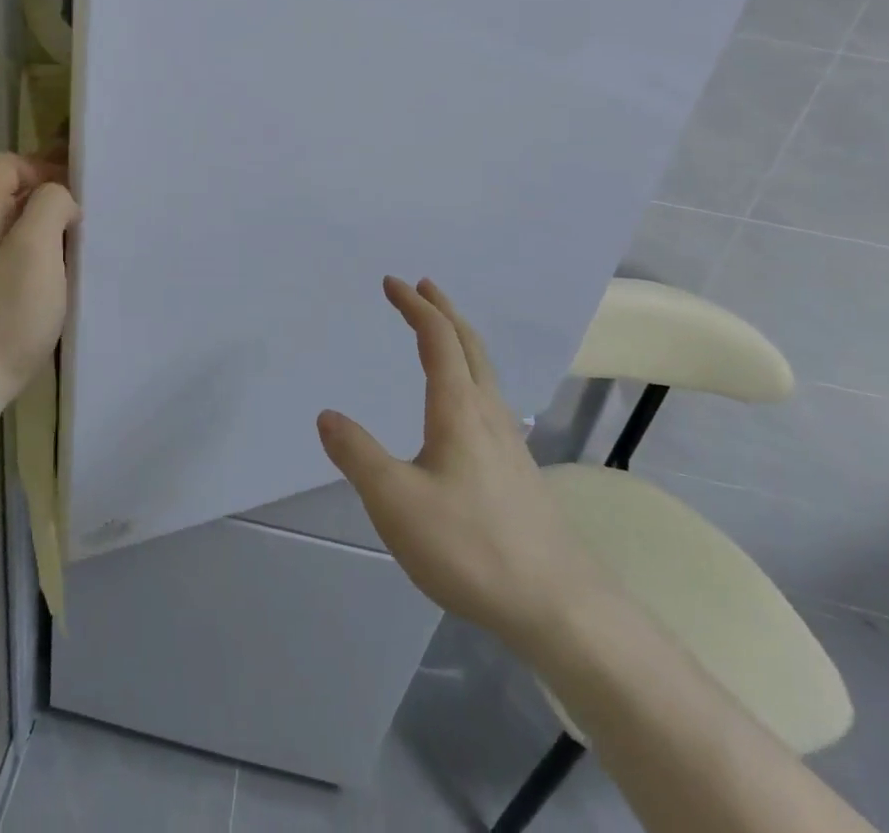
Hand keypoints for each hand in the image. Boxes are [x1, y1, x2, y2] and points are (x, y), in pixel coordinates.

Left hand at [0, 153, 80, 405]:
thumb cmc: (9, 310)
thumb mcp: (36, 247)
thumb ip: (50, 205)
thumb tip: (61, 199)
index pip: (5, 164)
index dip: (39, 167)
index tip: (72, 194)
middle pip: (14, 194)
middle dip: (52, 199)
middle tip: (84, 221)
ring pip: (21, 228)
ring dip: (52, 230)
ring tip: (83, 250)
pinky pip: (23, 259)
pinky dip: (47, 258)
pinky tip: (67, 280)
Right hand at [317, 278, 606, 655]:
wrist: (561, 607)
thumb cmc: (471, 546)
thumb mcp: (396, 502)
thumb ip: (357, 455)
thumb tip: (327, 415)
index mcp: (458, 408)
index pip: (437, 338)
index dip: (414, 305)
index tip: (391, 282)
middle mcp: (488, 413)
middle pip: (469, 344)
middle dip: (443, 310)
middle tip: (423, 286)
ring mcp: (510, 442)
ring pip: (485, 371)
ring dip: (460, 339)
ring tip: (441, 333)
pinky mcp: (519, 470)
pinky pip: (491, 398)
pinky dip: (471, 372)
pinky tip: (466, 404)